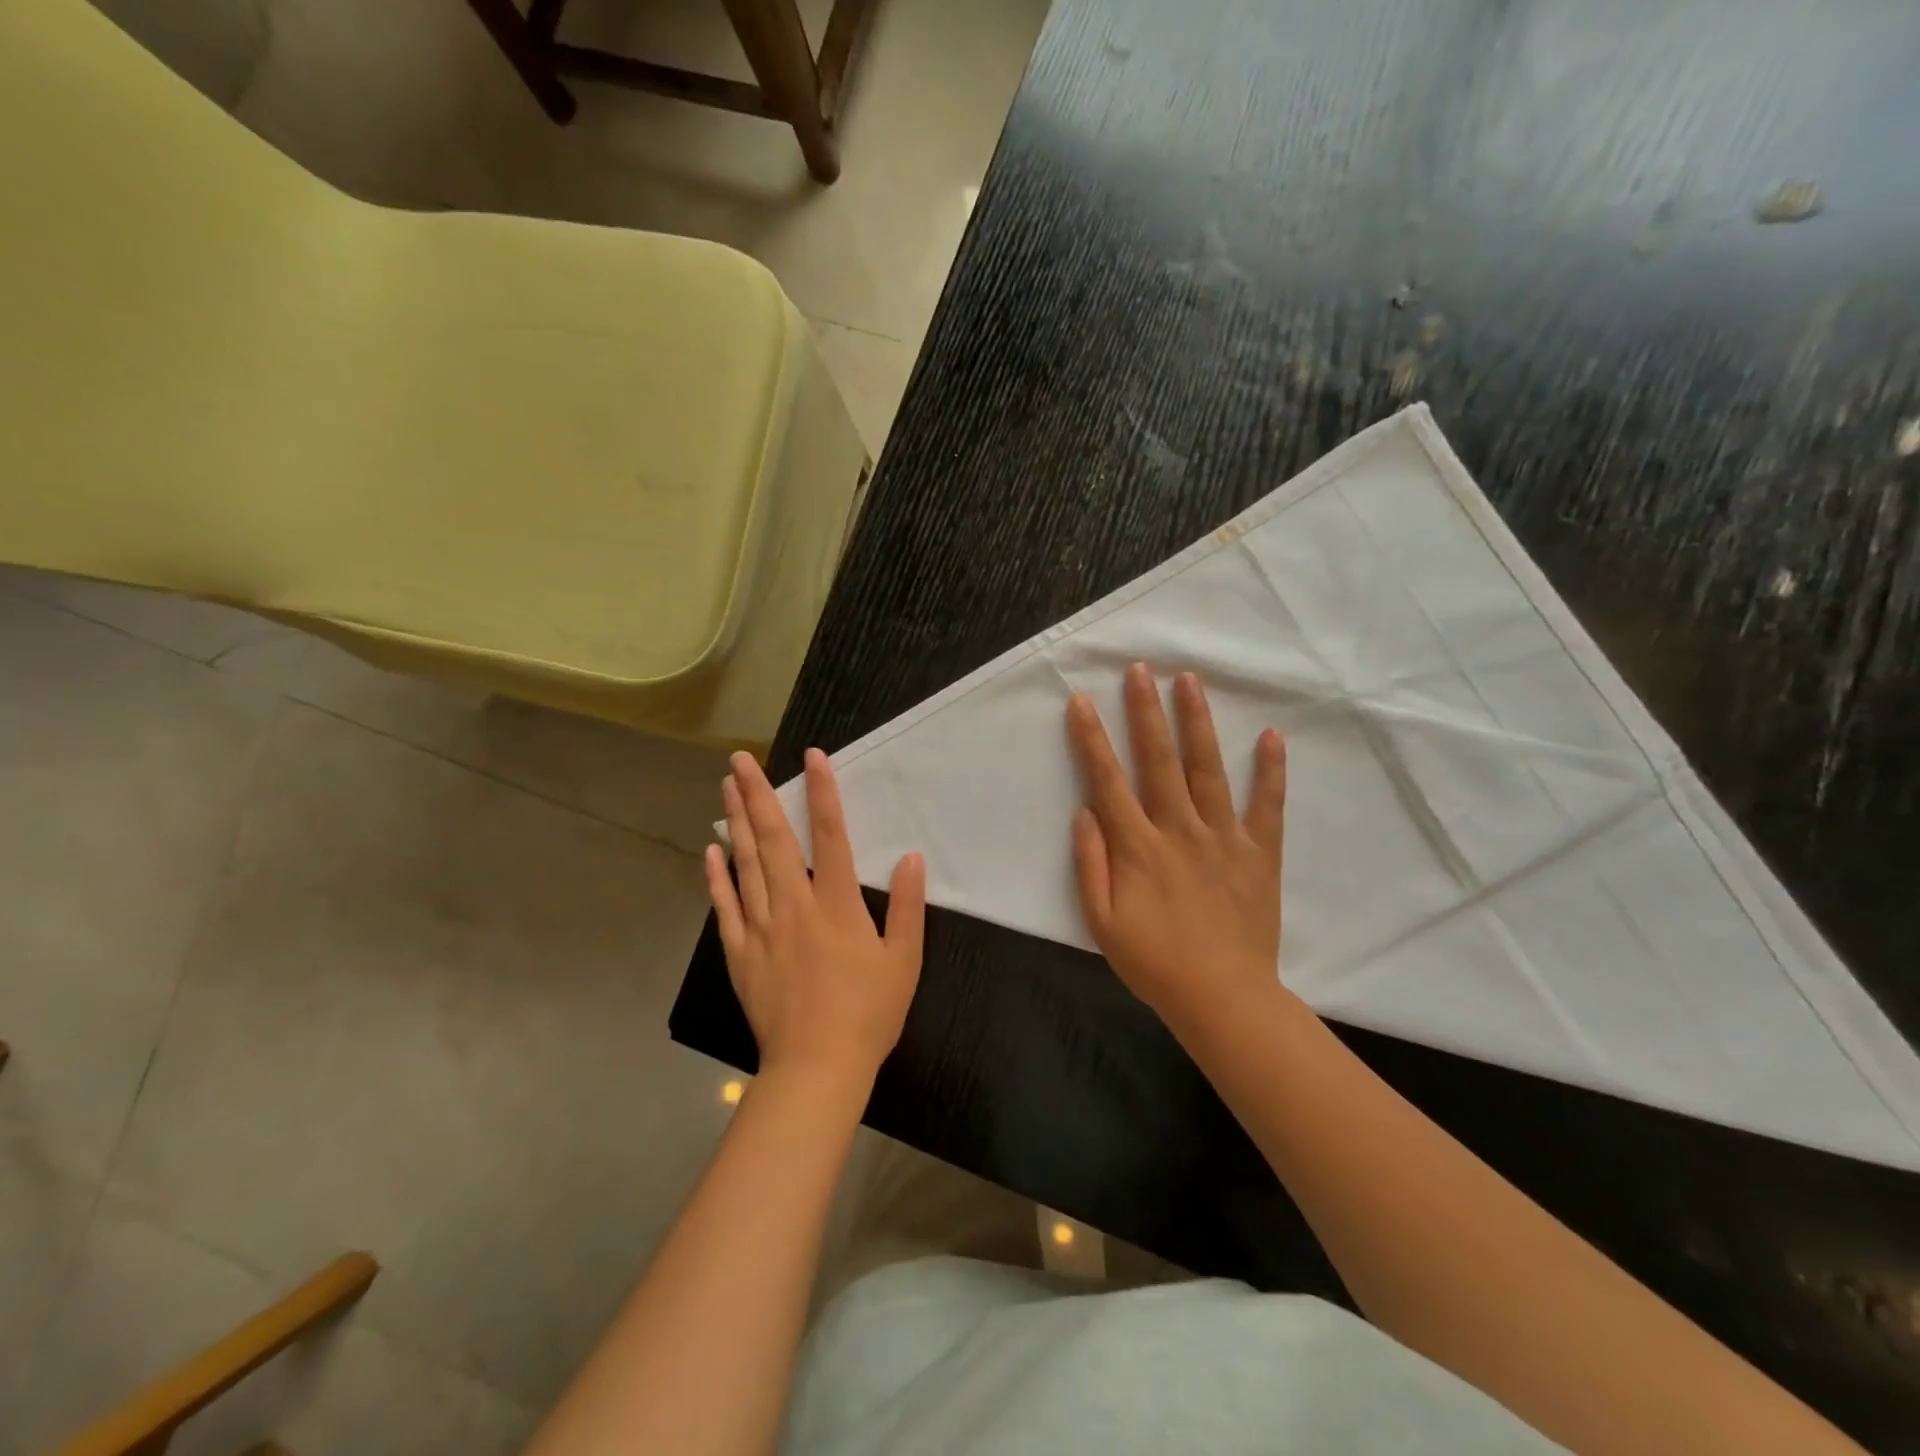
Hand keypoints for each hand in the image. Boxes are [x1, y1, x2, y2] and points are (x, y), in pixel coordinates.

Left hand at [706, 748, 925, 1090]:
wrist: (817, 1067)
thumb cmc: (868, 1013)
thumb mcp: (904, 960)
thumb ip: (909, 906)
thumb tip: (911, 857)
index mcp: (837, 904)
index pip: (830, 835)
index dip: (822, 792)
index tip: (812, 756)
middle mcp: (795, 905)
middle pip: (774, 839)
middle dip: (758, 794)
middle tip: (739, 759)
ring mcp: (762, 928)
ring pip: (745, 863)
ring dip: (735, 822)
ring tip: (725, 787)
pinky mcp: (741, 952)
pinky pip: (725, 906)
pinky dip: (717, 876)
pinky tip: (711, 850)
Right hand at [1067, 664, 1287, 1029]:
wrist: (1223, 998)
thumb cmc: (1154, 963)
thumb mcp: (1102, 923)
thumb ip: (1091, 865)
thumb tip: (1084, 813)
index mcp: (1138, 848)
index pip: (1108, 781)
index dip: (1092, 740)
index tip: (1081, 701)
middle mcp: (1179, 830)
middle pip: (1158, 761)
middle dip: (1145, 712)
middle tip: (1139, 669)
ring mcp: (1224, 838)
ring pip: (1208, 769)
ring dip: (1197, 723)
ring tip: (1189, 681)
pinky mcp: (1260, 852)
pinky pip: (1268, 805)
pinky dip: (1272, 770)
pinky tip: (1272, 734)